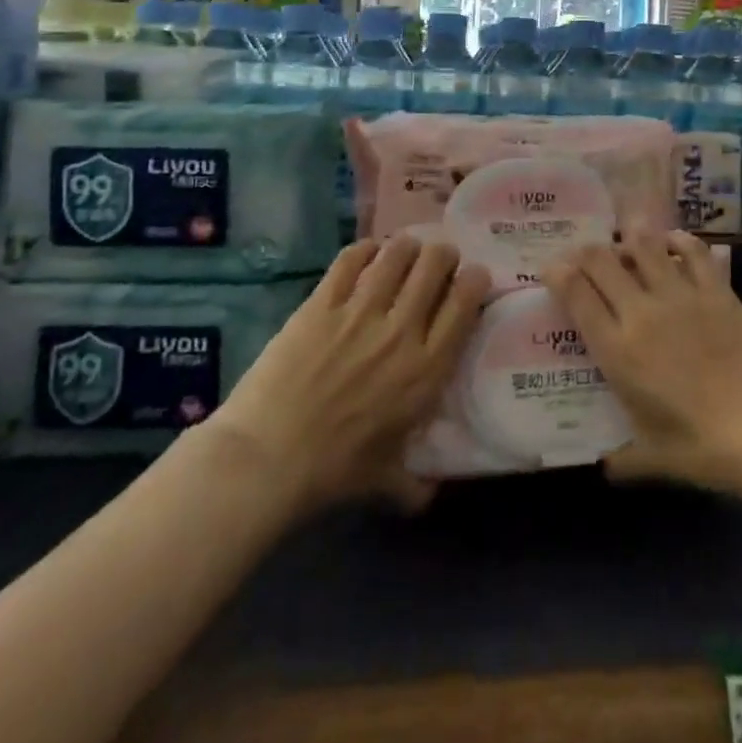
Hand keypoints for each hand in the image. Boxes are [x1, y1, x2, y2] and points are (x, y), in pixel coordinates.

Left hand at [205, 237, 488, 517]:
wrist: (267, 458)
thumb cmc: (333, 471)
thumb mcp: (386, 481)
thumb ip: (415, 485)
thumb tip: (430, 495)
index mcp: (427, 369)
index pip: (465, 302)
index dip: (474, 279)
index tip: (472, 278)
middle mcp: (402, 330)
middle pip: (434, 264)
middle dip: (442, 255)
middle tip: (437, 261)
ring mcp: (360, 311)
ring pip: (396, 253)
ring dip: (405, 247)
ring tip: (403, 252)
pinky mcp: (322, 303)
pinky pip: (351, 260)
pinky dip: (364, 250)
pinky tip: (366, 254)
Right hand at [542, 231, 741, 502]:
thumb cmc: (708, 450)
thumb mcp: (655, 460)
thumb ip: (622, 459)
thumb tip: (603, 465)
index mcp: (619, 351)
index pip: (576, 295)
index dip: (557, 274)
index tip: (551, 269)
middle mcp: (643, 313)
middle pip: (602, 261)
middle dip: (585, 252)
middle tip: (584, 257)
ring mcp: (682, 296)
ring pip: (644, 245)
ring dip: (628, 238)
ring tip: (624, 240)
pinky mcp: (717, 292)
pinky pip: (693, 251)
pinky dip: (678, 240)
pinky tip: (672, 242)